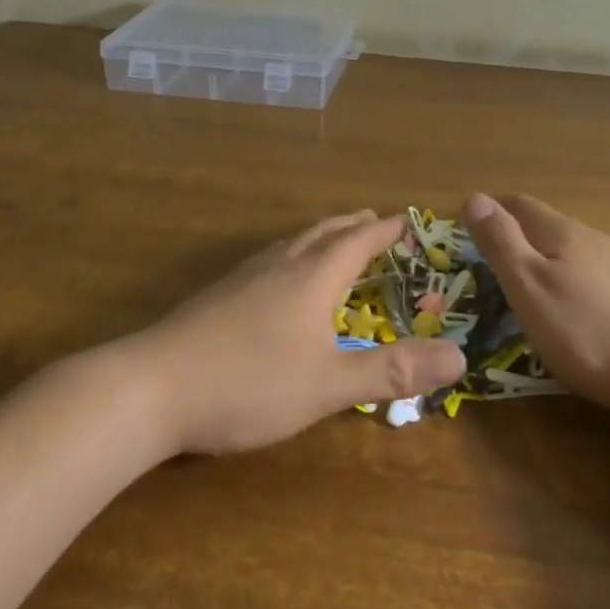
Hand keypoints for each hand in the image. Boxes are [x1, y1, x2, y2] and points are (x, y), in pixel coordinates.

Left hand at [130, 211, 466, 454]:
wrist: (149, 388)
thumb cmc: (248, 382)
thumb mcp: (328, 384)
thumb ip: (392, 370)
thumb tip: (459, 355)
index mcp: (313, 275)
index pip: (358, 239)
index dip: (385, 229)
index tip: (407, 220)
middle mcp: (280, 264)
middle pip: (324, 231)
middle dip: (354, 225)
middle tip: (375, 223)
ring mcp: (244, 276)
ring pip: (293, 243)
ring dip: (322, 237)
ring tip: (335, 244)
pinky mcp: (218, 295)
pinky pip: (271, 260)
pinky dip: (295, 256)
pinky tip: (281, 282)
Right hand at [462, 193, 609, 414]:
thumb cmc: (584, 331)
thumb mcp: (528, 287)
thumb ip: (501, 242)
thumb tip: (474, 196)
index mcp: (563, 233)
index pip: (522, 205)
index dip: (495, 209)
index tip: (472, 223)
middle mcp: (596, 239)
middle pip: (551, 225)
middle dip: (522, 235)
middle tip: (498, 258)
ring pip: (578, 251)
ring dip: (552, 258)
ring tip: (536, 283)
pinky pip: (601, 276)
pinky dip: (579, 281)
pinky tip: (582, 308)